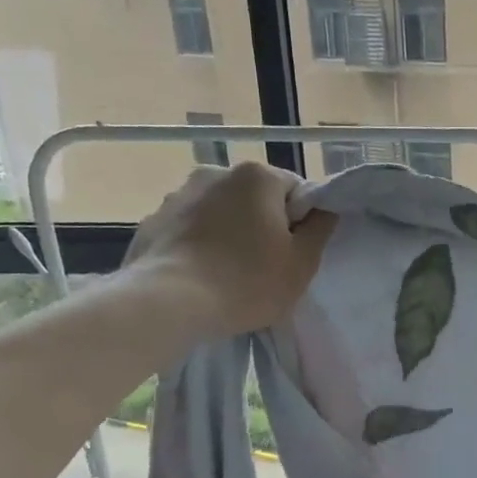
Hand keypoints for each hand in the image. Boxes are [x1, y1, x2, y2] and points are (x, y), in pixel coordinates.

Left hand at [125, 163, 335, 334]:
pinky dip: (199, 244)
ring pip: (220, 212)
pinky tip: (201, 276)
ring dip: (229, 233)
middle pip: (255, 198)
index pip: (295, 190)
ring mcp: (177, 195)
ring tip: (229, 274)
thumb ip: (321, 228)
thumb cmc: (248, 281)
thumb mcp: (303, 262)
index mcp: (256, 176)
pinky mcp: (152, 221)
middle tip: (266, 266)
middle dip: (262, 224)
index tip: (295, 252)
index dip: (301, 222)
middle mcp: (215, 173)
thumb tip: (324, 209)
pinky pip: (189, 229)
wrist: (169, 303)